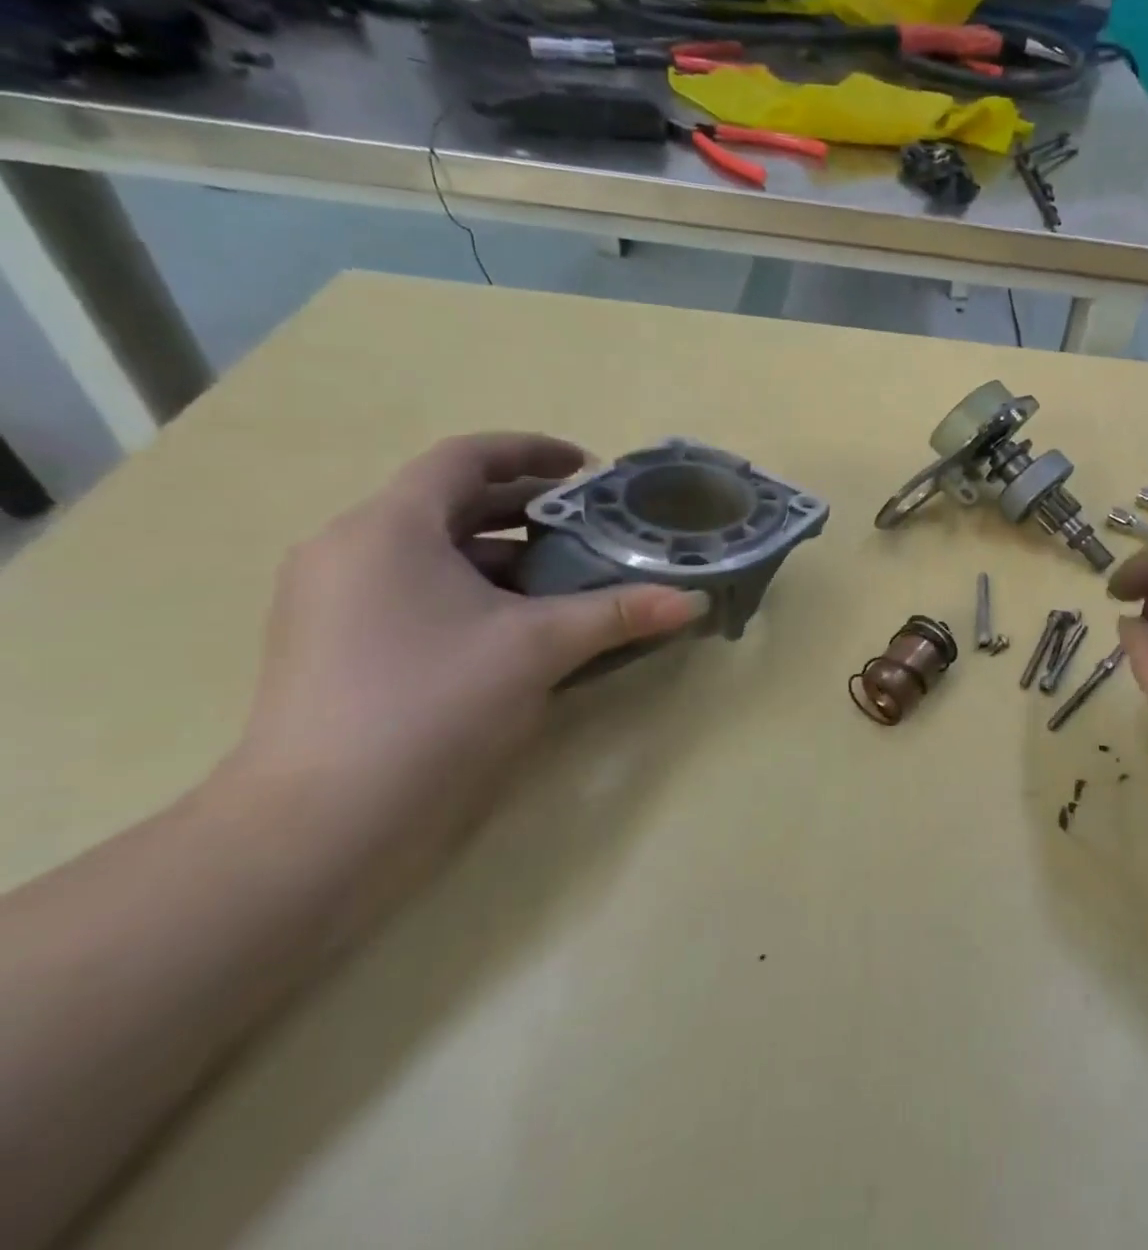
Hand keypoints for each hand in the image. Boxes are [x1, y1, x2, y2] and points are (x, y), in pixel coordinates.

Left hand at [224, 433, 705, 862]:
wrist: (322, 827)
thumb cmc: (433, 705)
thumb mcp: (539, 647)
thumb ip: (620, 612)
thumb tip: (694, 600)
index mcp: (389, 529)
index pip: (465, 458)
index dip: (532, 451)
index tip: (589, 470)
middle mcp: (352, 550)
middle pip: (451, 502)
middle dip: (527, 508)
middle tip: (592, 525)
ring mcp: (336, 601)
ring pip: (435, 551)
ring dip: (506, 553)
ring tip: (570, 575)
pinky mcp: (337, 644)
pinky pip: (417, 590)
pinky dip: (475, 590)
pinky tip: (523, 623)